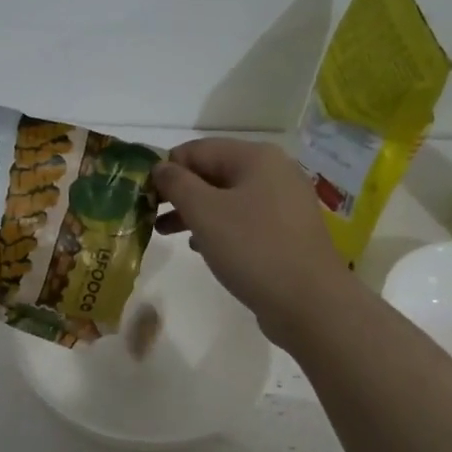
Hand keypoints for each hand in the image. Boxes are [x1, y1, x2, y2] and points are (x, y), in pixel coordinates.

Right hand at [152, 138, 350, 347]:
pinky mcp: (287, 232)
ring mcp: (284, 203)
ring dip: (195, 212)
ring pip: (228, 198)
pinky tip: (200, 246)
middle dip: (179, 192)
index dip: (166, 167)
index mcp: (256, 157)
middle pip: (214, 172)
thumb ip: (177, 184)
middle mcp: (274, 172)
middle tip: (148, 213)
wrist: (309, 302)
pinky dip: (219, 228)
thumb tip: (160, 167)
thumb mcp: (205, 212)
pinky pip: (244, 220)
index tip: (142, 193)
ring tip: (163, 232)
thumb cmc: (253, 249)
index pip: (198, 149)